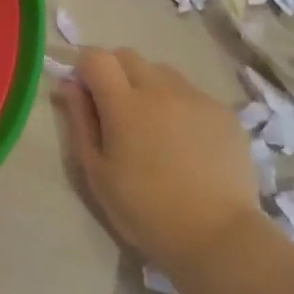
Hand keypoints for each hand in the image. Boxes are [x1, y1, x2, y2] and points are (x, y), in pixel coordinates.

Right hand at [59, 49, 264, 276]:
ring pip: (162, 72)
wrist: (217, 237)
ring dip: (149, 87)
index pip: (95, 57)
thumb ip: (80, 121)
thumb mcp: (97, 173)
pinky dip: (181, 107)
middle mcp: (160, 89)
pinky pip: (192, 94)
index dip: (85, 69)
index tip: (86, 95)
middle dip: (115, 73)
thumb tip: (70, 85)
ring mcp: (196, 97)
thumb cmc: (145, 211)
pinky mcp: (223, 112)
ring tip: (155, 127)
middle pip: (128, 56)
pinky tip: (187, 143)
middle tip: (117, 112)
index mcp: (124, 104)